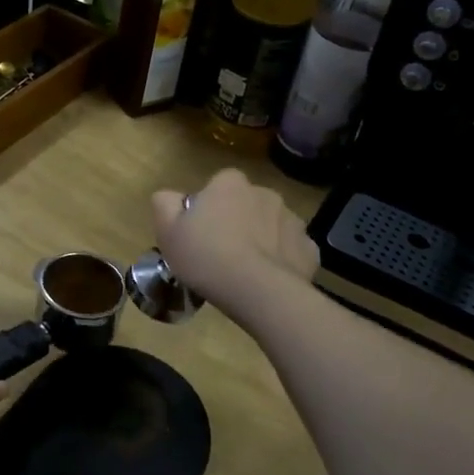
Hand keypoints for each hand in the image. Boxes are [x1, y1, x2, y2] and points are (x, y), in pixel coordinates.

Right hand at [151, 170, 317, 317]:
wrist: (258, 291)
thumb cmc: (206, 256)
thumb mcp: (167, 231)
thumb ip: (164, 204)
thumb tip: (169, 196)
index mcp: (230, 184)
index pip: (218, 186)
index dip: (208, 209)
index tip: (200, 233)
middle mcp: (265, 193)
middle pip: (246, 204)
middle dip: (238, 222)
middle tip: (221, 253)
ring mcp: (292, 220)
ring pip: (271, 226)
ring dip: (262, 240)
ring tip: (246, 271)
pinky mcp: (309, 249)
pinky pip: (291, 250)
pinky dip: (282, 261)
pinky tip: (269, 280)